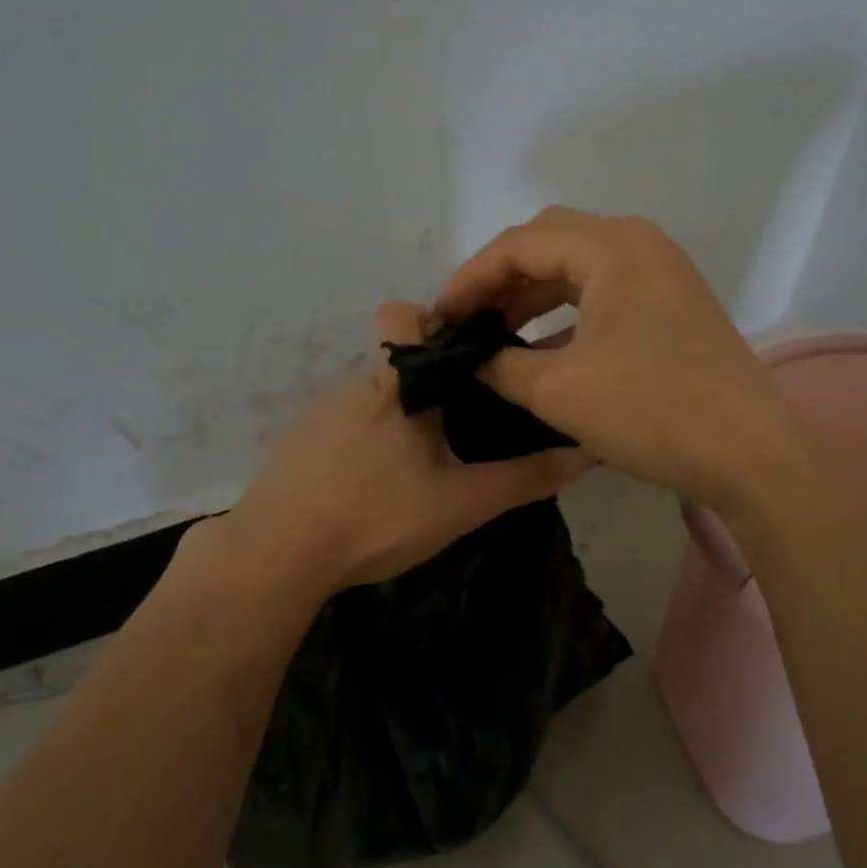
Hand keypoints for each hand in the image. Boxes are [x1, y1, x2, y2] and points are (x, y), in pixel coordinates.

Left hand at [214, 301, 591, 593]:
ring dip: (392, 417)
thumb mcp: (462, 503)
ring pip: (366, 398)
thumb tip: (586, 454)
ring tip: (414, 466)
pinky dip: (358, 443)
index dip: (431, 321)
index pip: (401, 313)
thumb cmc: (378, 515)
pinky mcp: (294, 445)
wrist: (280, 554)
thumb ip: (524, 479)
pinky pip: (337, 427)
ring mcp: (317, 416)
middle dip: (423, 380)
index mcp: (396, 386)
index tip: (463, 357)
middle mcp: (354, 388)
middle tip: (454, 426)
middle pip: (391, 360)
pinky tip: (368, 486)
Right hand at [435, 207, 803, 513]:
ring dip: (533, 296)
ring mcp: (662, 273)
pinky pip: (605, 292)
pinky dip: (567, 313)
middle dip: (501, 279)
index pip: (519, 244)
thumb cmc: (651, 411)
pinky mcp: (673, 304)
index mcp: (611, 247)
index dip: (471, 278)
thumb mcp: (559, 391)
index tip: (440, 316)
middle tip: (467, 320)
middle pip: (550, 243)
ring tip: (496, 333)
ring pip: (578, 268)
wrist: (750, 453)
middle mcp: (639, 244)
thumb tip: (471, 360)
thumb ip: (501, 366)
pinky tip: (544, 348)